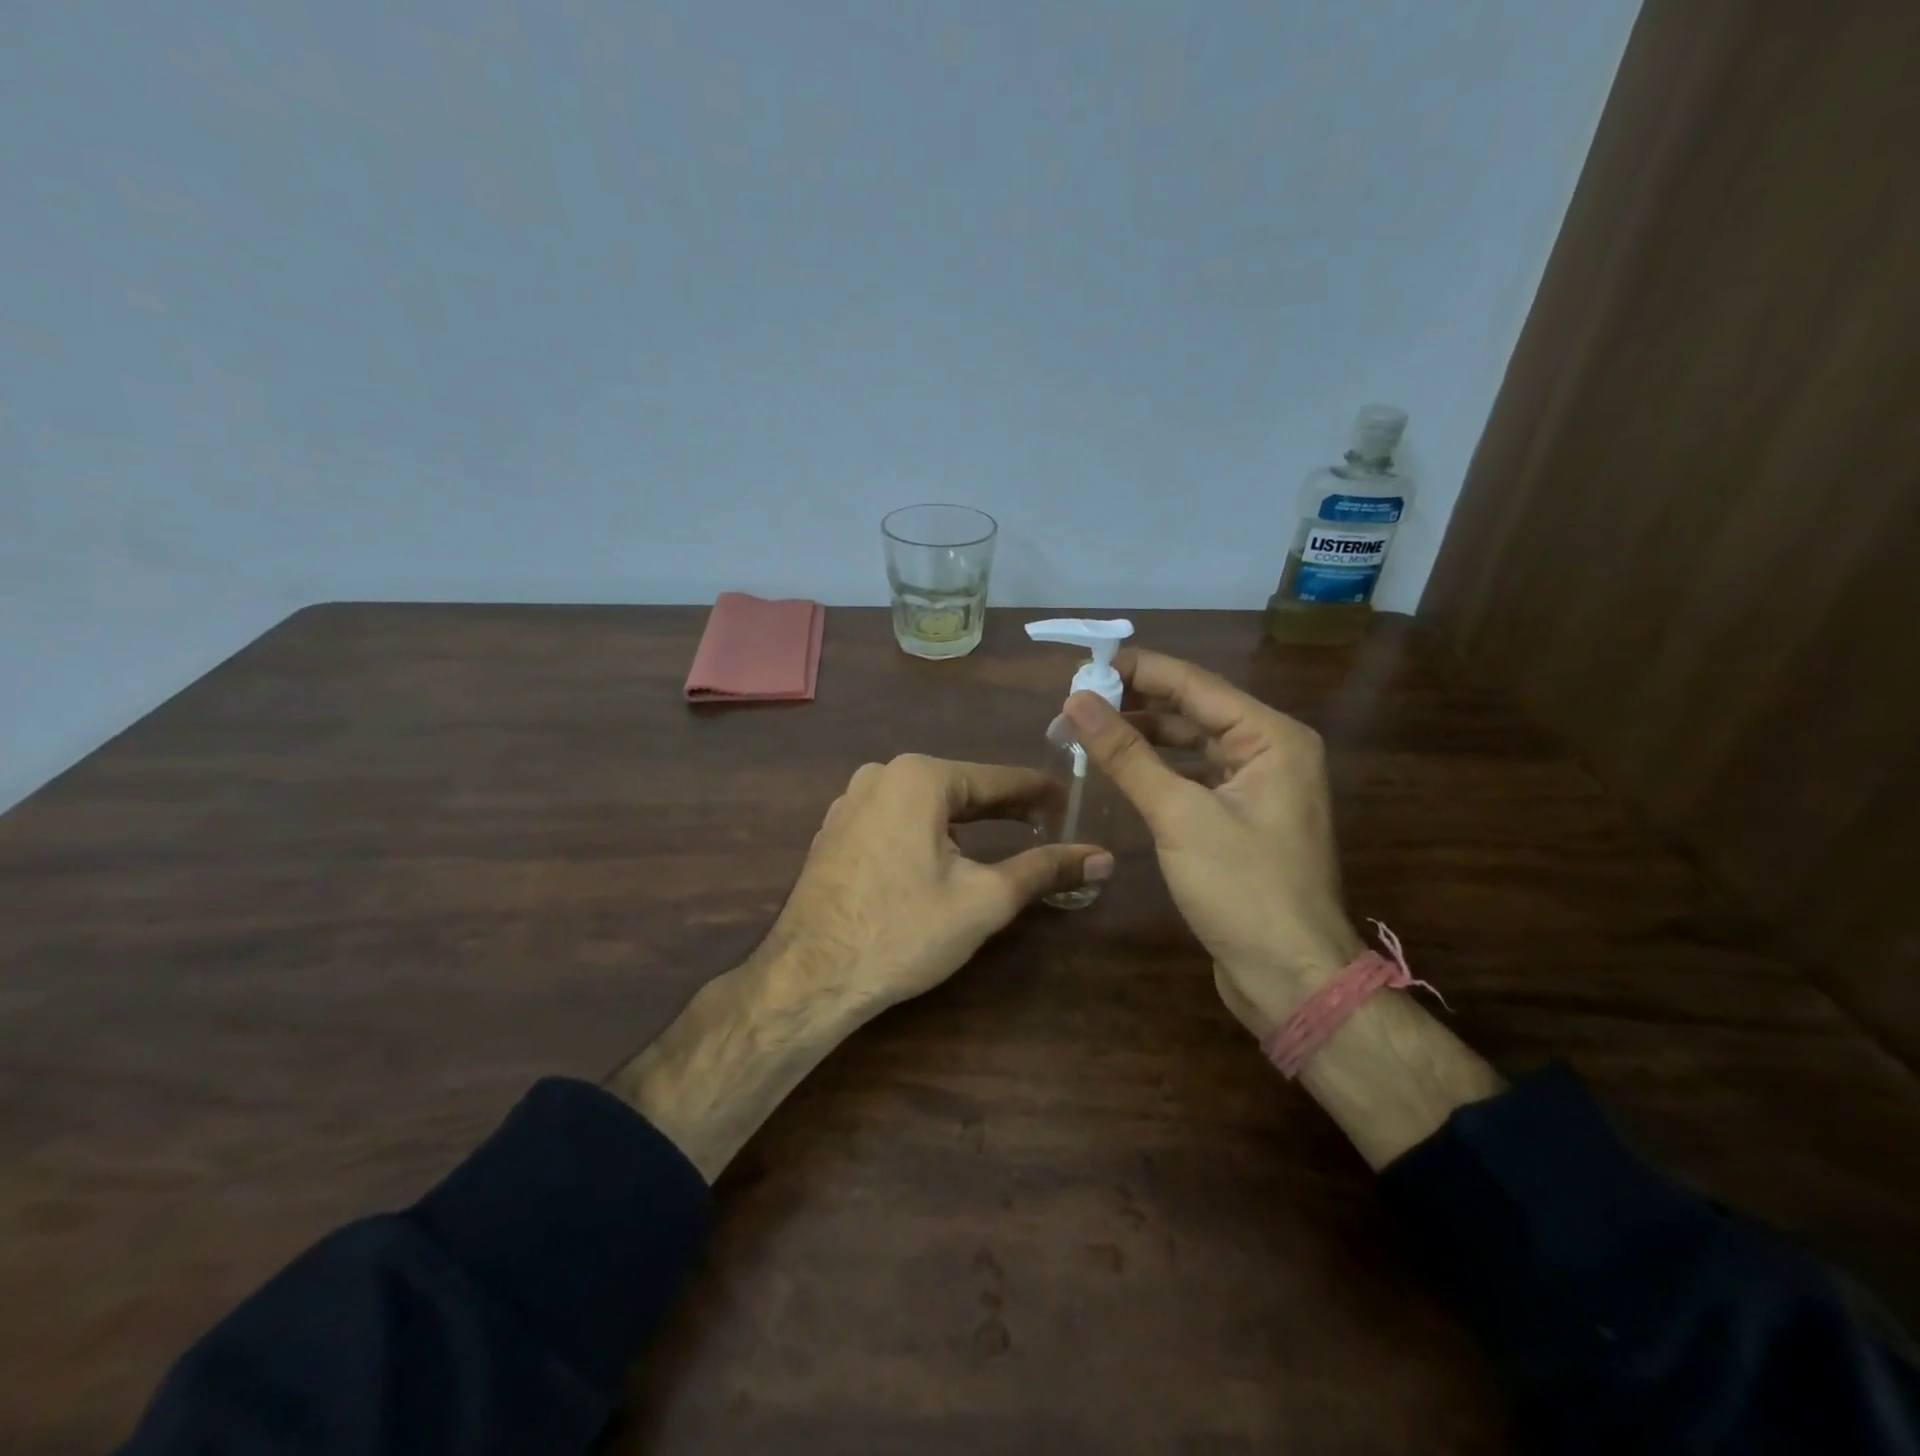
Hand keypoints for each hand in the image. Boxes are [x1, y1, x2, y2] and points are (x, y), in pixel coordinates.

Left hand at [764, 754, 1111, 1016]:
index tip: (1074, 803)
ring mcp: (851, 800)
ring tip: (1004, 839)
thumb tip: (1103, 857)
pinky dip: (928, 832)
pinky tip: (943, 857)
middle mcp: (881, 774)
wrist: (809, 977)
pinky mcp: (835, 830)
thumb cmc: (903, 931)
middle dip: (1005, 808)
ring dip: (966, 821)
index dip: (1041, 793)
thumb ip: (1045, 870)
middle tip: (1049, 825)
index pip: (999, 779)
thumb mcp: (984, 900)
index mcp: (920, 777)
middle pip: (961, 787)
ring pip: (927, 804)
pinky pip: (896, 819)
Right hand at [1063, 650, 1363, 1039]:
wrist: (1291, 977)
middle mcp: (1270, 751)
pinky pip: (1193, 778)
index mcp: (1272, 737)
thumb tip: (1076, 701)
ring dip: (1143, 737)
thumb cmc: (1243, 889)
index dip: (1138, 670)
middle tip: (1076, 702)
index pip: (1195, 684)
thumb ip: (1127, 754)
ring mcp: (1257, 787)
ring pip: (1191, 745)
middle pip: (1193, 710)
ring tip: (1086, 731)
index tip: (1084, 665)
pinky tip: (1118, 770)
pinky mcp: (1241, 818)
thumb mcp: (1180, 815)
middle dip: (1136, 704)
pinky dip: (1157, 771)